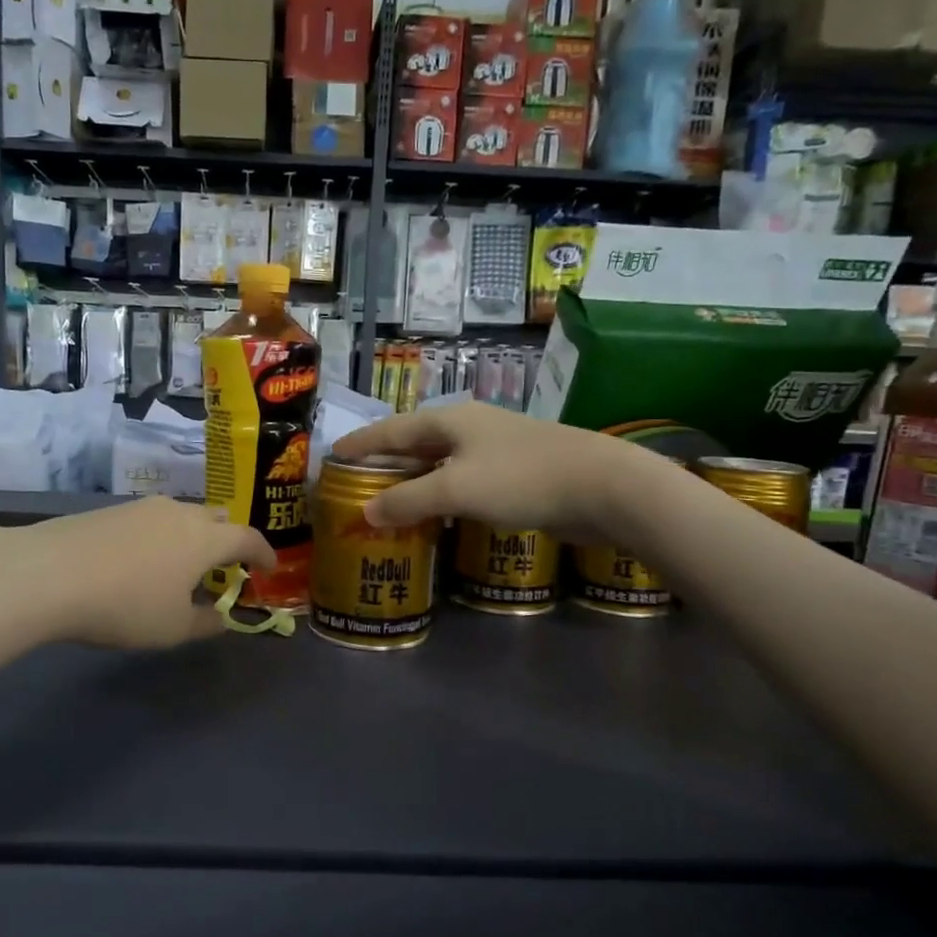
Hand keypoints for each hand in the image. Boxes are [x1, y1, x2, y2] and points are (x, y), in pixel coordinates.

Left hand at [0, 498, 275, 649]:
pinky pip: (151, 520)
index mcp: (205, 538)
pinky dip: (160, 537)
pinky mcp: (110, 510)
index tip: (269, 568)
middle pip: (217, 518)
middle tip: (225, 565)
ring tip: (181, 565)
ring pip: (181, 516)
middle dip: (228, 539)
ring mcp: (142, 507)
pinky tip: (142, 561)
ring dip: (192, 537)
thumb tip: (223, 618)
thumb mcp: (172, 629)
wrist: (47, 573)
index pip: (247, 538)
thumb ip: (205, 623)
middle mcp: (179, 513)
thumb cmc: (125, 605)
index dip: (263, 554)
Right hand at [331, 403, 635, 542]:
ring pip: (442, 463)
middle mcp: (471, 429)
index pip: (392, 429)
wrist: (602, 486)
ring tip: (389, 500)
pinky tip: (439, 515)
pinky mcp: (516, 473)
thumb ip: (408, 500)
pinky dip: (443, 495)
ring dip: (414, 481)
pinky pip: (464, 482)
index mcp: (451, 420)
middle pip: (416, 442)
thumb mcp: (455, 489)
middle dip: (386, 462)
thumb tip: (367, 512)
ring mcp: (496, 450)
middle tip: (357, 480)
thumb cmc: (520, 479)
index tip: (334, 453)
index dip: (361, 443)